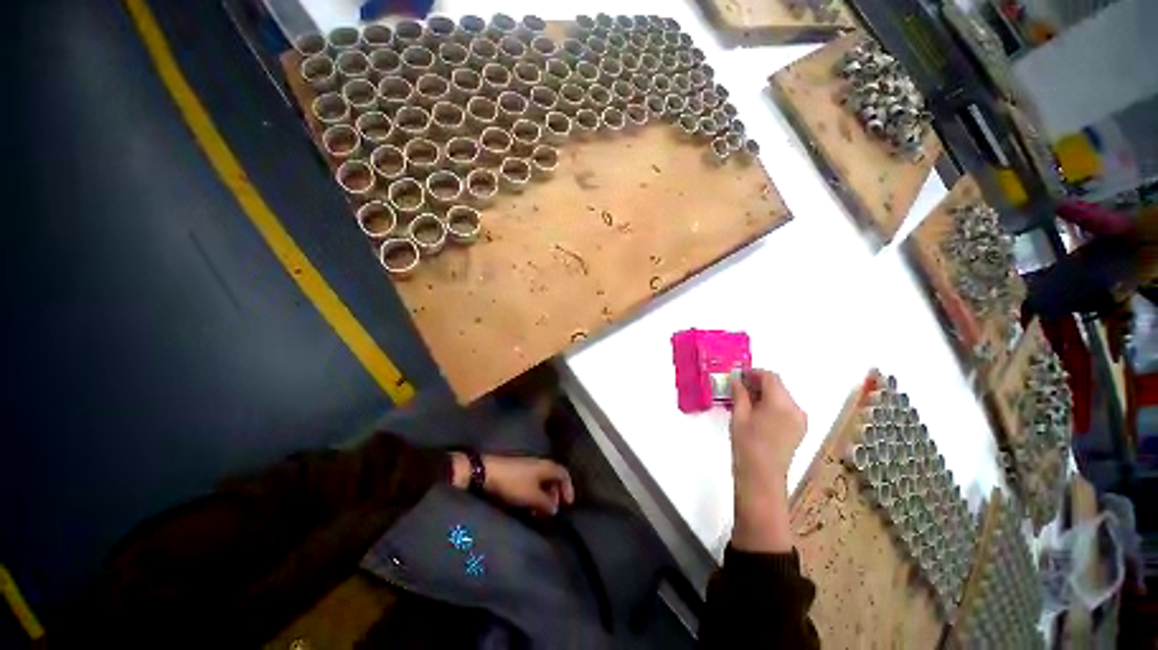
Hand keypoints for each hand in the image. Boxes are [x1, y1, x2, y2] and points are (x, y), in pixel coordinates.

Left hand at [450, 453, 574, 514]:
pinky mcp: (517, 470)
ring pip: (542, 480)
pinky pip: (532, 481)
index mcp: (546, 466)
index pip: (564, 473)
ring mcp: (528, 466)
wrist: (487, 472)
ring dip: (544, 495)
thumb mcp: (531, 496)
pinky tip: (527, 504)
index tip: (568, 504)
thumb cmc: (513, 483)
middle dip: (555, 494)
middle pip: (553, 477)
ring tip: (539, 511)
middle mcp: (540, 463)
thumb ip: (545, 503)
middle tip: (553, 510)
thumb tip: (555, 509)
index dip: (568, 488)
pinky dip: (534, 493)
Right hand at [729, 369, 806, 551]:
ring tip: (745, 402)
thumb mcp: (739, 415)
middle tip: (738, 388)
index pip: (770, 377)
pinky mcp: (799, 429)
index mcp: (781, 403)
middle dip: (758, 383)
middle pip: (778, 386)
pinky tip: (757, 413)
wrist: (761, 477)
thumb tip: (737, 379)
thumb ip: (740, 393)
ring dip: (765, 394)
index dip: (753, 372)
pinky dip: (772, 405)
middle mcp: (796, 409)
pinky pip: (785, 408)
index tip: (738, 375)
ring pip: (782, 397)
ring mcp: (800, 420)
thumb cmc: (747, 444)